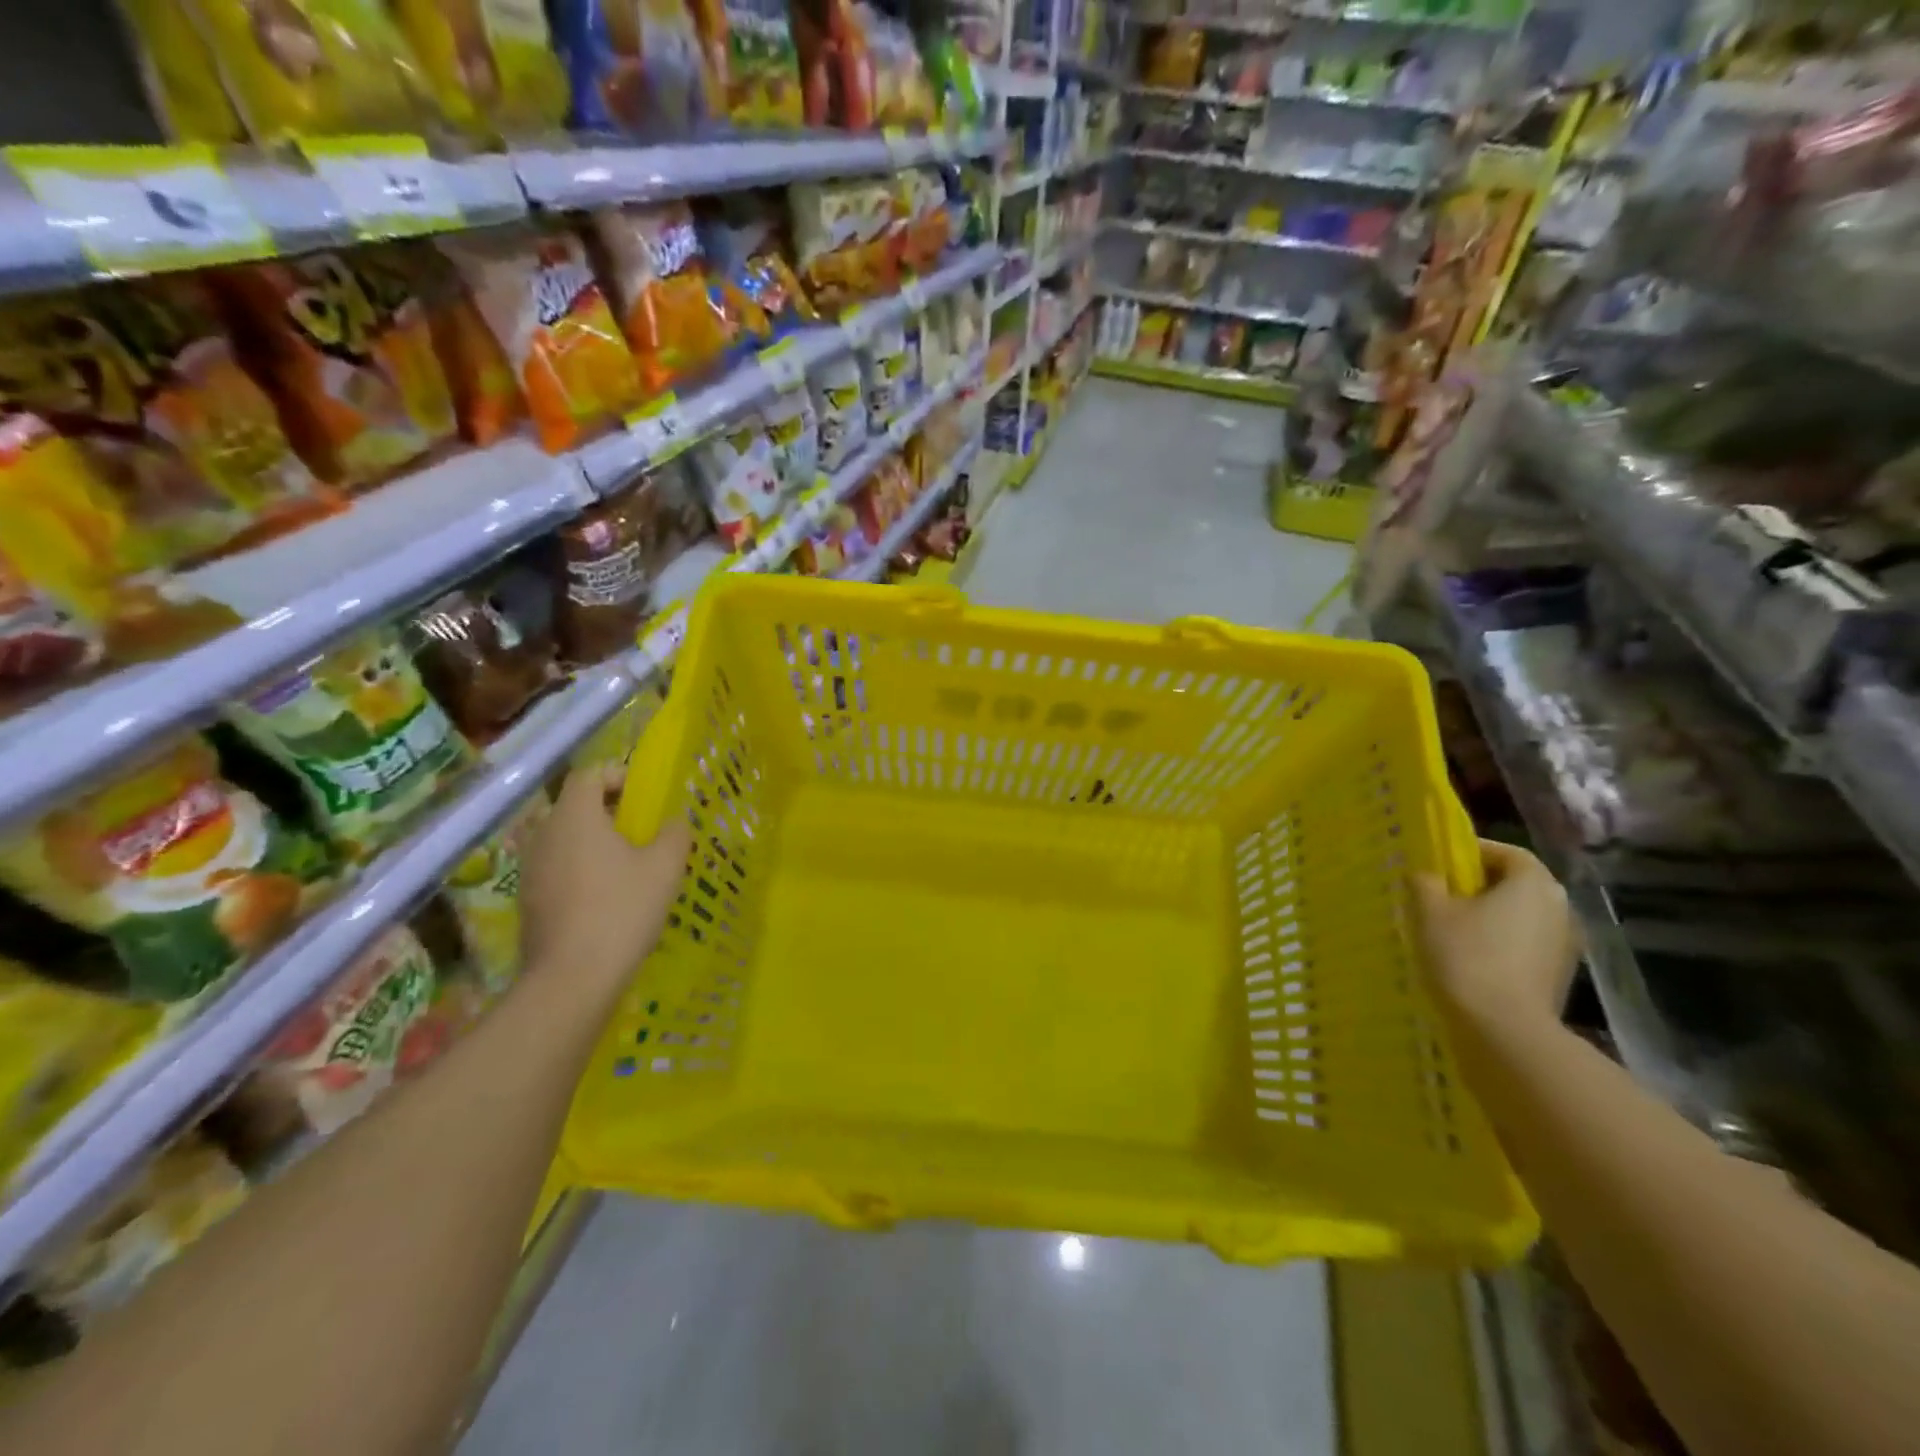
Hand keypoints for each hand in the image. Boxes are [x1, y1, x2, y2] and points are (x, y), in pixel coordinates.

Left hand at [519, 766, 690, 1004]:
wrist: (572, 978)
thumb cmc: (621, 909)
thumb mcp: (664, 867)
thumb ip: (674, 834)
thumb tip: (674, 822)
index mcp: (575, 817)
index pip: (589, 775)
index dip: (617, 776)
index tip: (644, 796)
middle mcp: (544, 835)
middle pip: (575, 807)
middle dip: (610, 813)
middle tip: (643, 832)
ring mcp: (531, 870)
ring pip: (566, 840)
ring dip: (595, 844)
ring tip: (629, 867)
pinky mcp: (528, 901)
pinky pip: (558, 869)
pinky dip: (582, 871)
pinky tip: (608, 899)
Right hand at [1413, 839, 1578, 1037]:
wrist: (1504, 1029)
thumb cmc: (1466, 956)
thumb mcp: (1429, 911)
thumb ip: (1425, 882)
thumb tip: (1426, 875)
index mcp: (1532, 883)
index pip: (1507, 852)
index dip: (1474, 852)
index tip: (1441, 862)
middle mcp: (1559, 907)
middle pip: (1517, 884)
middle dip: (1480, 885)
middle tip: (1441, 894)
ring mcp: (1565, 944)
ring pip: (1521, 916)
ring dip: (1491, 916)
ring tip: (1451, 928)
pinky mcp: (1558, 975)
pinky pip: (1525, 945)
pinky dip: (1500, 943)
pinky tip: (1470, 959)